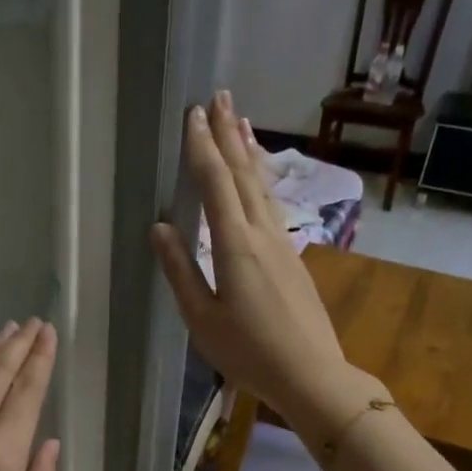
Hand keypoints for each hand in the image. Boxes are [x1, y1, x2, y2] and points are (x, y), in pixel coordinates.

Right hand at [151, 91, 370, 432]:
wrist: (311, 374)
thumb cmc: (248, 353)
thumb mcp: (202, 319)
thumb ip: (180, 270)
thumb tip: (160, 226)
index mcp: (235, 246)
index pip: (216, 185)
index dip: (202, 148)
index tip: (192, 115)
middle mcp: (263, 234)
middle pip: (244, 174)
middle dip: (228, 134)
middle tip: (219, 96)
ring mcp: (283, 243)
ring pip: (264, 186)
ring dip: (250, 150)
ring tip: (241, 120)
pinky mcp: (294, 257)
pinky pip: (274, 204)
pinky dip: (263, 179)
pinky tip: (260, 177)